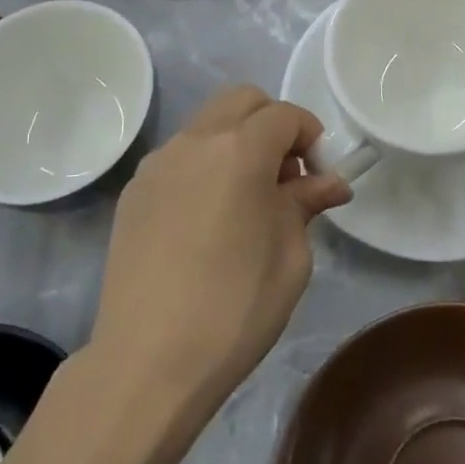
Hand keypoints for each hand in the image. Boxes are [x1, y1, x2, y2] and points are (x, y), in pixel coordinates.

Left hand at [90, 86, 350, 412]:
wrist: (146, 363)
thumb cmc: (234, 309)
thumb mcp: (290, 256)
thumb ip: (306, 203)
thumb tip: (330, 182)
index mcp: (239, 150)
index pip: (285, 114)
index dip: (311, 136)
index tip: (320, 177)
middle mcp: (194, 141)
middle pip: (243, 100)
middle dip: (273, 124)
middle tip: (285, 176)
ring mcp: (158, 163)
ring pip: (208, 123)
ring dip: (236, 141)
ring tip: (246, 198)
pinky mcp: (134, 190)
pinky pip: (180, 155)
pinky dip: (204, 164)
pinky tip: (207, 217)